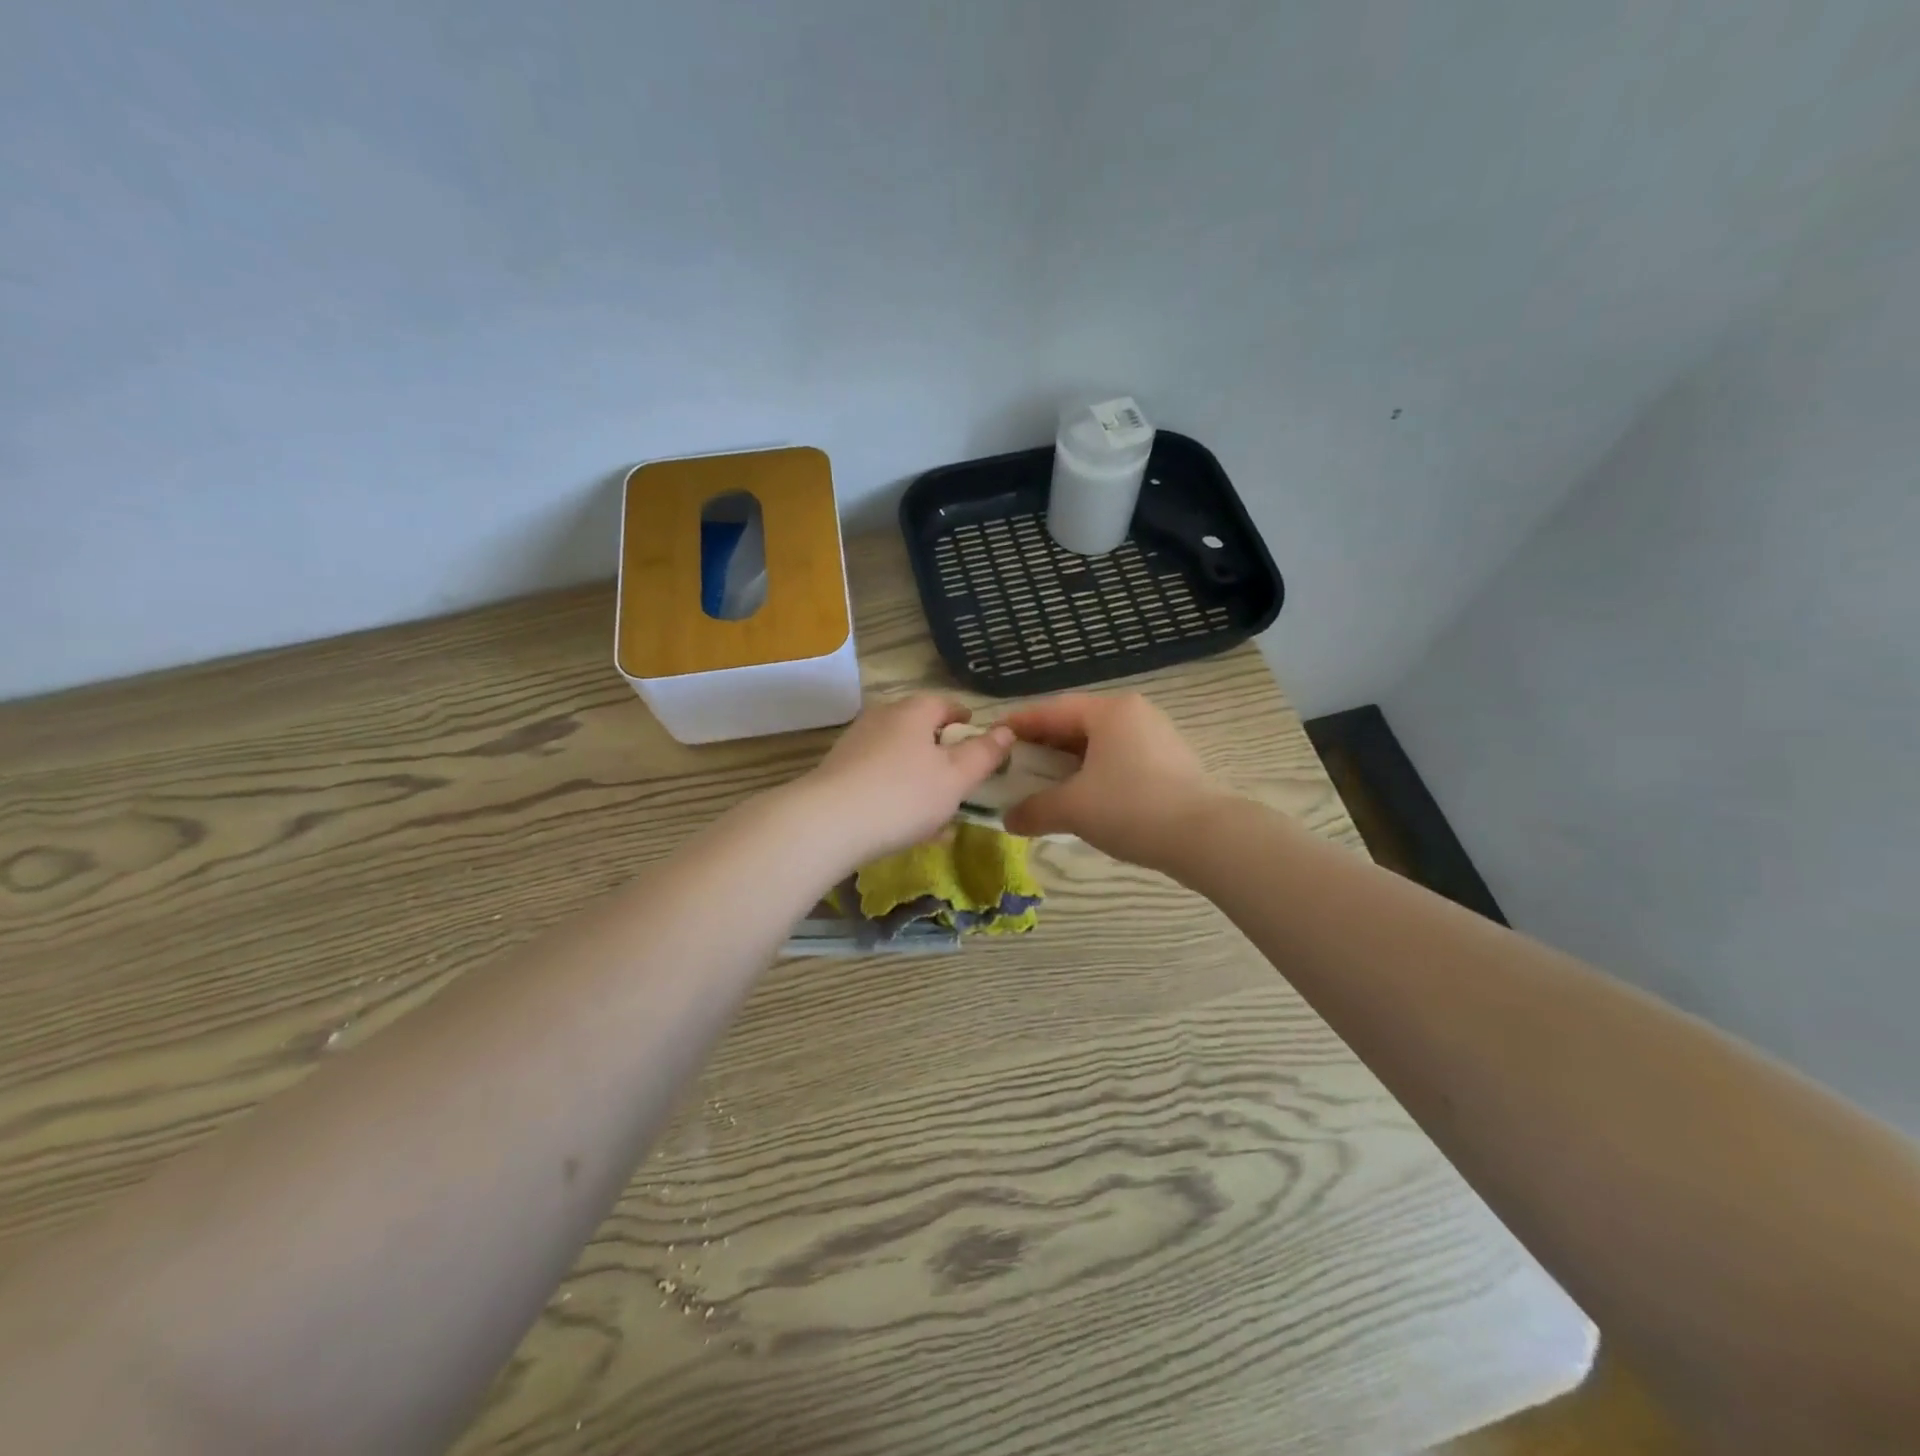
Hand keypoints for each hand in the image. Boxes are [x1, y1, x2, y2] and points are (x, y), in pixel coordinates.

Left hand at [800, 696, 1012, 864]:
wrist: (827, 823)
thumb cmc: (903, 794)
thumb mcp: (956, 777)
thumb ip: (984, 754)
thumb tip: (1006, 731)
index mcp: (913, 712)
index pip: (944, 703)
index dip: (963, 718)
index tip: (975, 734)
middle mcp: (881, 719)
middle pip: (918, 728)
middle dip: (939, 749)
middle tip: (958, 774)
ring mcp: (855, 745)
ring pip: (897, 756)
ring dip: (917, 775)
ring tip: (934, 806)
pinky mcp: (837, 773)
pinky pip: (877, 778)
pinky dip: (895, 792)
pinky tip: (903, 824)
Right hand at [1000, 693, 1214, 867]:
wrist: (1205, 837)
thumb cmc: (1132, 808)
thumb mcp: (1074, 809)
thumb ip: (1034, 810)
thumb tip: (1008, 820)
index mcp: (1109, 711)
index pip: (1051, 710)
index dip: (1018, 724)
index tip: (992, 737)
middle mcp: (1134, 713)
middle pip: (1075, 724)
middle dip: (1042, 745)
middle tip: (1014, 765)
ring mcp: (1156, 736)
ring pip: (1099, 743)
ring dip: (1068, 761)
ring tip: (1043, 783)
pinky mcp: (1170, 761)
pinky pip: (1119, 758)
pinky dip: (1093, 772)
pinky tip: (1082, 795)